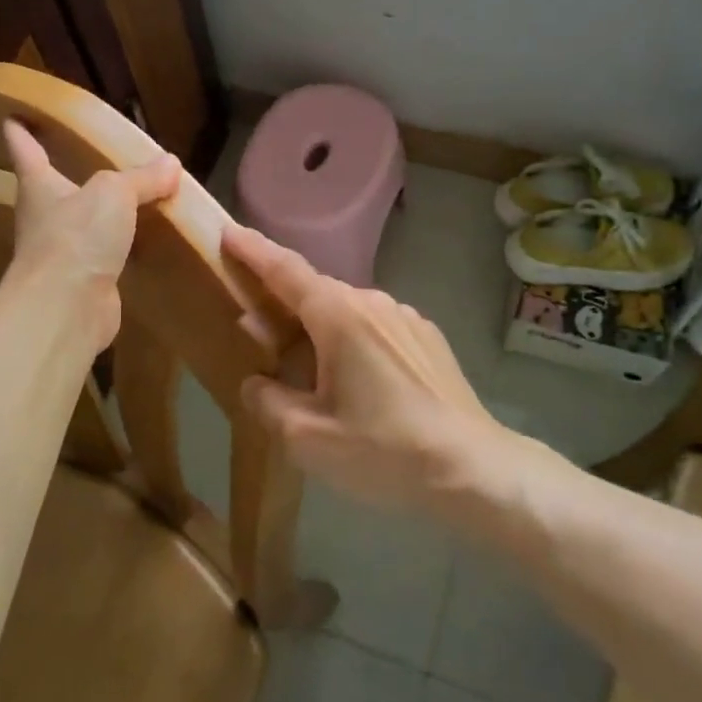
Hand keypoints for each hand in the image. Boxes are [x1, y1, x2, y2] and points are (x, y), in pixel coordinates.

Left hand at [3, 120, 180, 351]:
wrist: (66, 309)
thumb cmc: (77, 237)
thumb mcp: (114, 193)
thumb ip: (141, 178)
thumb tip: (170, 164)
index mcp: (39, 187)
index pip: (25, 150)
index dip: (20, 132)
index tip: (12, 116)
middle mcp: (44, 218)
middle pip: (51, 188)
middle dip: (63, 173)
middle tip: (82, 154)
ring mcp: (62, 254)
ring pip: (81, 224)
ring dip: (98, 213)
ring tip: (126, 198)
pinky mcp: (84, 283)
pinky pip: (105, 255)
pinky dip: (121, 246)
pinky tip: (142, 241)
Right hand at [223, 224, 513, 514]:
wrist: (473, 470)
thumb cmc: (384, 452)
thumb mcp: (308, 438)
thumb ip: (268, 402)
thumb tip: (256, 381)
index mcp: (339, 316)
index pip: (285, 270)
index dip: (253, 250)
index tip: (228, 231)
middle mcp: (372, 302)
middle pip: (314, 292)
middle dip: (282, 302)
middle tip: (257, 330)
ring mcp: (405, 317)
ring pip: (346, 311)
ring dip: (319, 328)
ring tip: (308, 371)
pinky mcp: (427, 337)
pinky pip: (375, 327)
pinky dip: (352, 340)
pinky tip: (358, 383)